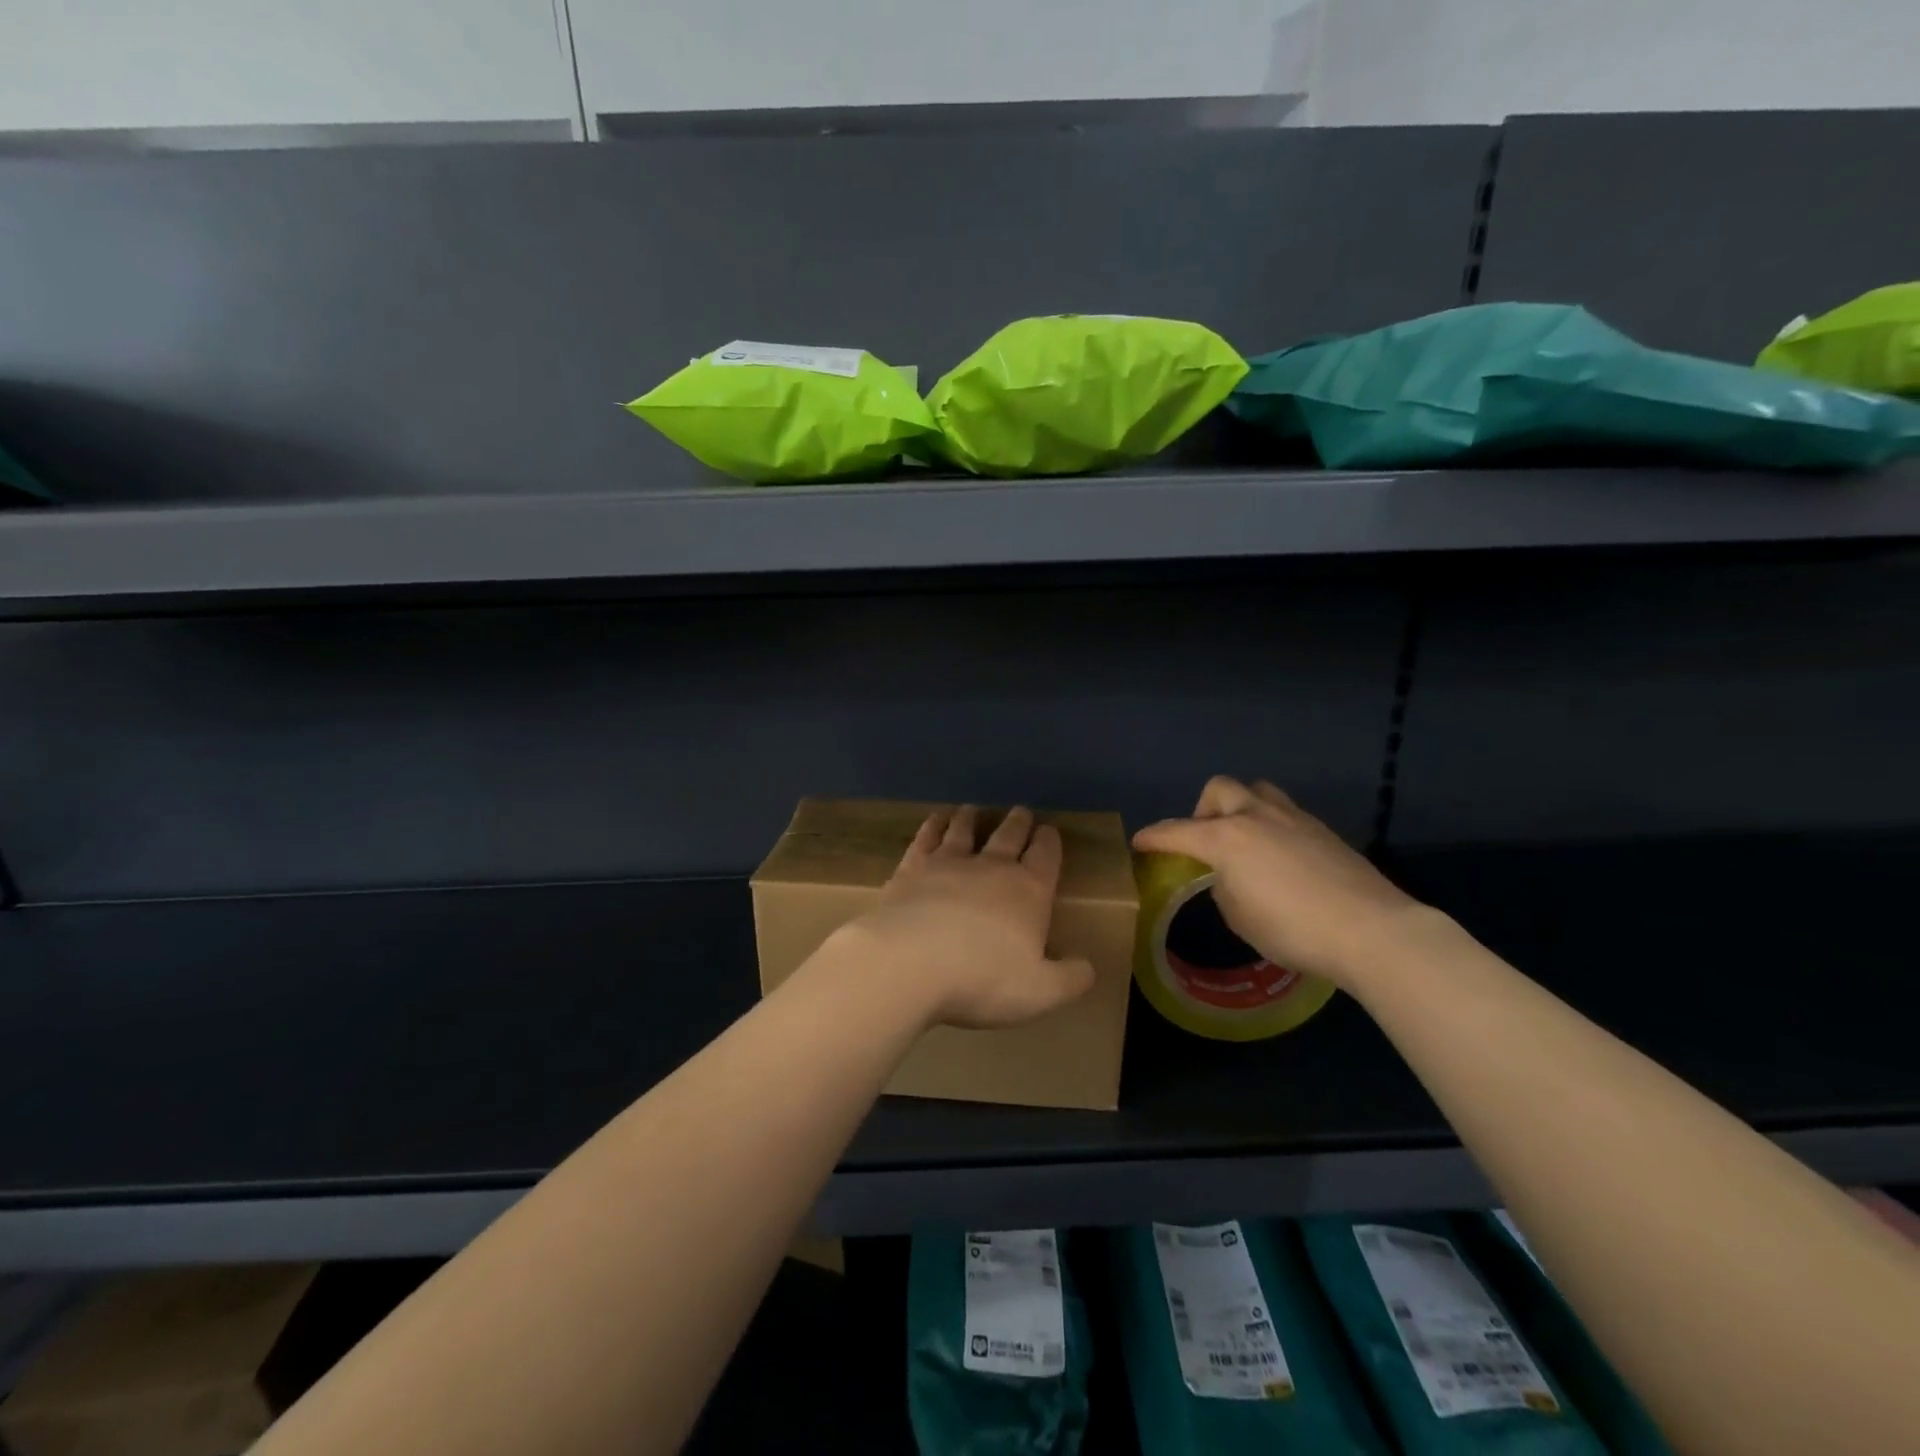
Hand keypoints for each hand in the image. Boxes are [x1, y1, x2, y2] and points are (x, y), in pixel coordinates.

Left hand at [836, 805, 1095, 1030]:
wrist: (909, 962)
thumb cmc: (983, 979)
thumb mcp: (1040, 992)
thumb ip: (1069, 979)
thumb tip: (1089, 968)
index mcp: (1028, 892)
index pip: (1045, 857)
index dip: (1049, 843)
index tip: (1049, 830)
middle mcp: (991, 868)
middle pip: (1009, 836)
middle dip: (1018, 823)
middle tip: (1021, 810)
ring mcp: (948, 863)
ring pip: (964, 832)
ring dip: (971, 819)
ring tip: (972, 809)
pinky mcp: (912, 868)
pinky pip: (926, 839)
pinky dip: (933, 827)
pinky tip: (934, 821)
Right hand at [1133, 776, 1428, 990]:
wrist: (1372, 929)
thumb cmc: (1293, 929)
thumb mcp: (1239, 917)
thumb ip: (1223, 887)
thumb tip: (1229, 877)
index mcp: (1225, 838)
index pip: (1176, 832)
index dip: (1153, 837)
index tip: (1139, 842)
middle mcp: (1255, 816)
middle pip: (1218, 790)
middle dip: (1202, 811)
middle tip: (1205, 842)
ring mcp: (1293, 817)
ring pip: (1256, 791)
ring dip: (1240, 808)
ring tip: (1245, 841)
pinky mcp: (1322, 828)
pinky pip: (1284, 813)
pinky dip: (1271, 826)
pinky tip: (1280, 858)